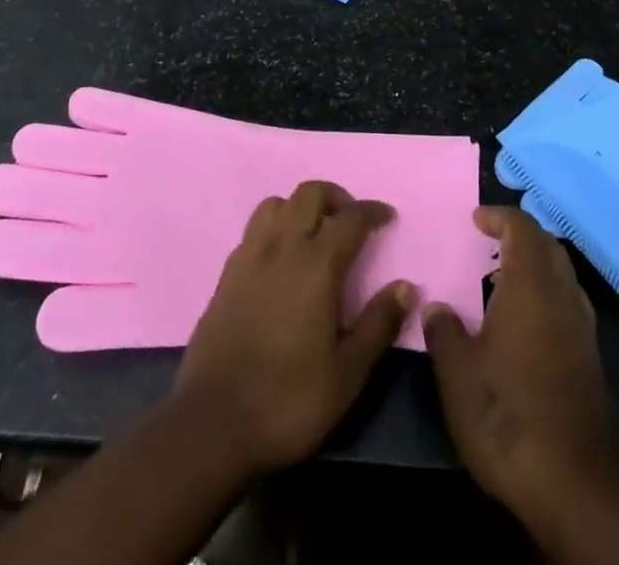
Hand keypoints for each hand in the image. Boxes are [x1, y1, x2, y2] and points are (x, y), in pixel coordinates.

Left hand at [172, 180, 415, 477]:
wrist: (212, 424)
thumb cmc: (288, 401)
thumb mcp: (347, 375)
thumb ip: (378, 324)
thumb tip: (406, 286)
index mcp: (316, 266)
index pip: (350, 218)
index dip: (372, 211)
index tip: (387, 218)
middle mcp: (282, 248)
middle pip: (309, 193)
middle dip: (336, 197)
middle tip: (352, 223)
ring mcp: (249, 257)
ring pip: (276, 203)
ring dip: (300, 207)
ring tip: (315, 234)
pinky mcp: (226, 274)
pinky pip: (254, 229)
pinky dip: (274, 228)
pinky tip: (281, 260)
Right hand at [423, 207, 618, 539]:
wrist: (577, 488)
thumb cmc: (508, 414)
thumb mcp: (457, 372)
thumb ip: (443, 330)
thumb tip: (436, 307)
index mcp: (531, 286)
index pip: (522, 228)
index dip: (499, 217)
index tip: (475, 220)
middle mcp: (562, 297)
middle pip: (548, 247)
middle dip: (520, 237)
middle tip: (489, 243)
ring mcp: (583, 331)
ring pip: (562, 277)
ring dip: (534, 267)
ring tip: (500, 281)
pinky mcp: (590, 363)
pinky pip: (567, 306)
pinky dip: (545, 297)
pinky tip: (520, 327)